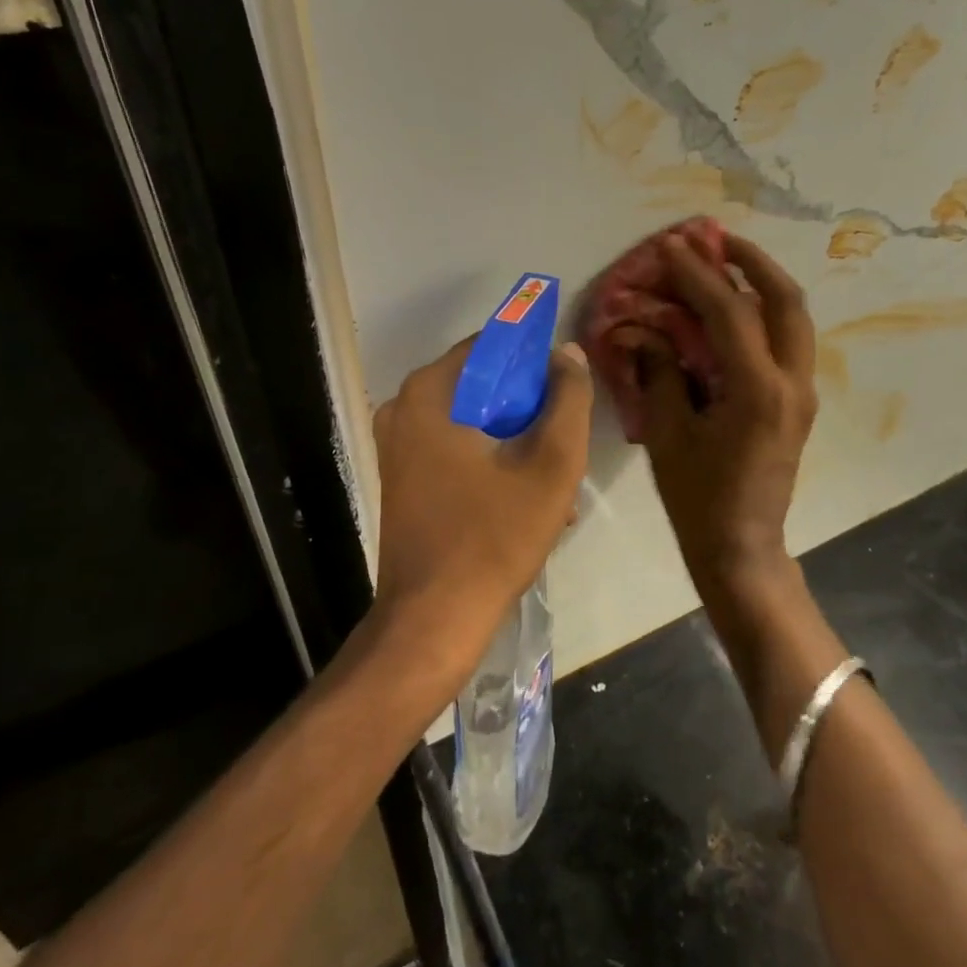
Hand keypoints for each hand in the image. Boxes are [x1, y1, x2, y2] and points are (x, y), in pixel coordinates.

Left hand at [371, 337, 592, 669]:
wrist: (432, 621)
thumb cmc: (493, 538)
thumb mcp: (551, 466)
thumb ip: (568, 400)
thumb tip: (567, 353)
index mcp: (430, 392)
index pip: (492, 345)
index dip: (535, 360)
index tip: (566, 390)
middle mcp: (403, 407)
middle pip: (482, 384)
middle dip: (527, 408)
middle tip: (561, 441)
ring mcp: (397, 444)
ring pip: (472, 419)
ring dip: (514, 440)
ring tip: (551, 480)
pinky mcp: (401, 475)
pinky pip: (455, 446)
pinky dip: (489, 459)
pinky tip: (523, 497)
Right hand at [617, 232, 815, 587]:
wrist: (742, 547)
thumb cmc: (698, 498)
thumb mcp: (669, 433)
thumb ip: (660, 372)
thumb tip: (644, 331)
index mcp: (757, 391)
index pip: (730, 313)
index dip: (698, 275)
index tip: (672, 247)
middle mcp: (791, 383)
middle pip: (786, 301)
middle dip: (753, 262)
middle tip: (718, 240)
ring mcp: (802, 393)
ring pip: (795, 318)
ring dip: (764, 283)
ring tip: (729, 262)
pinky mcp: (798, 402)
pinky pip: (788, 341)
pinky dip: (766, 313)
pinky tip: (736, 308)